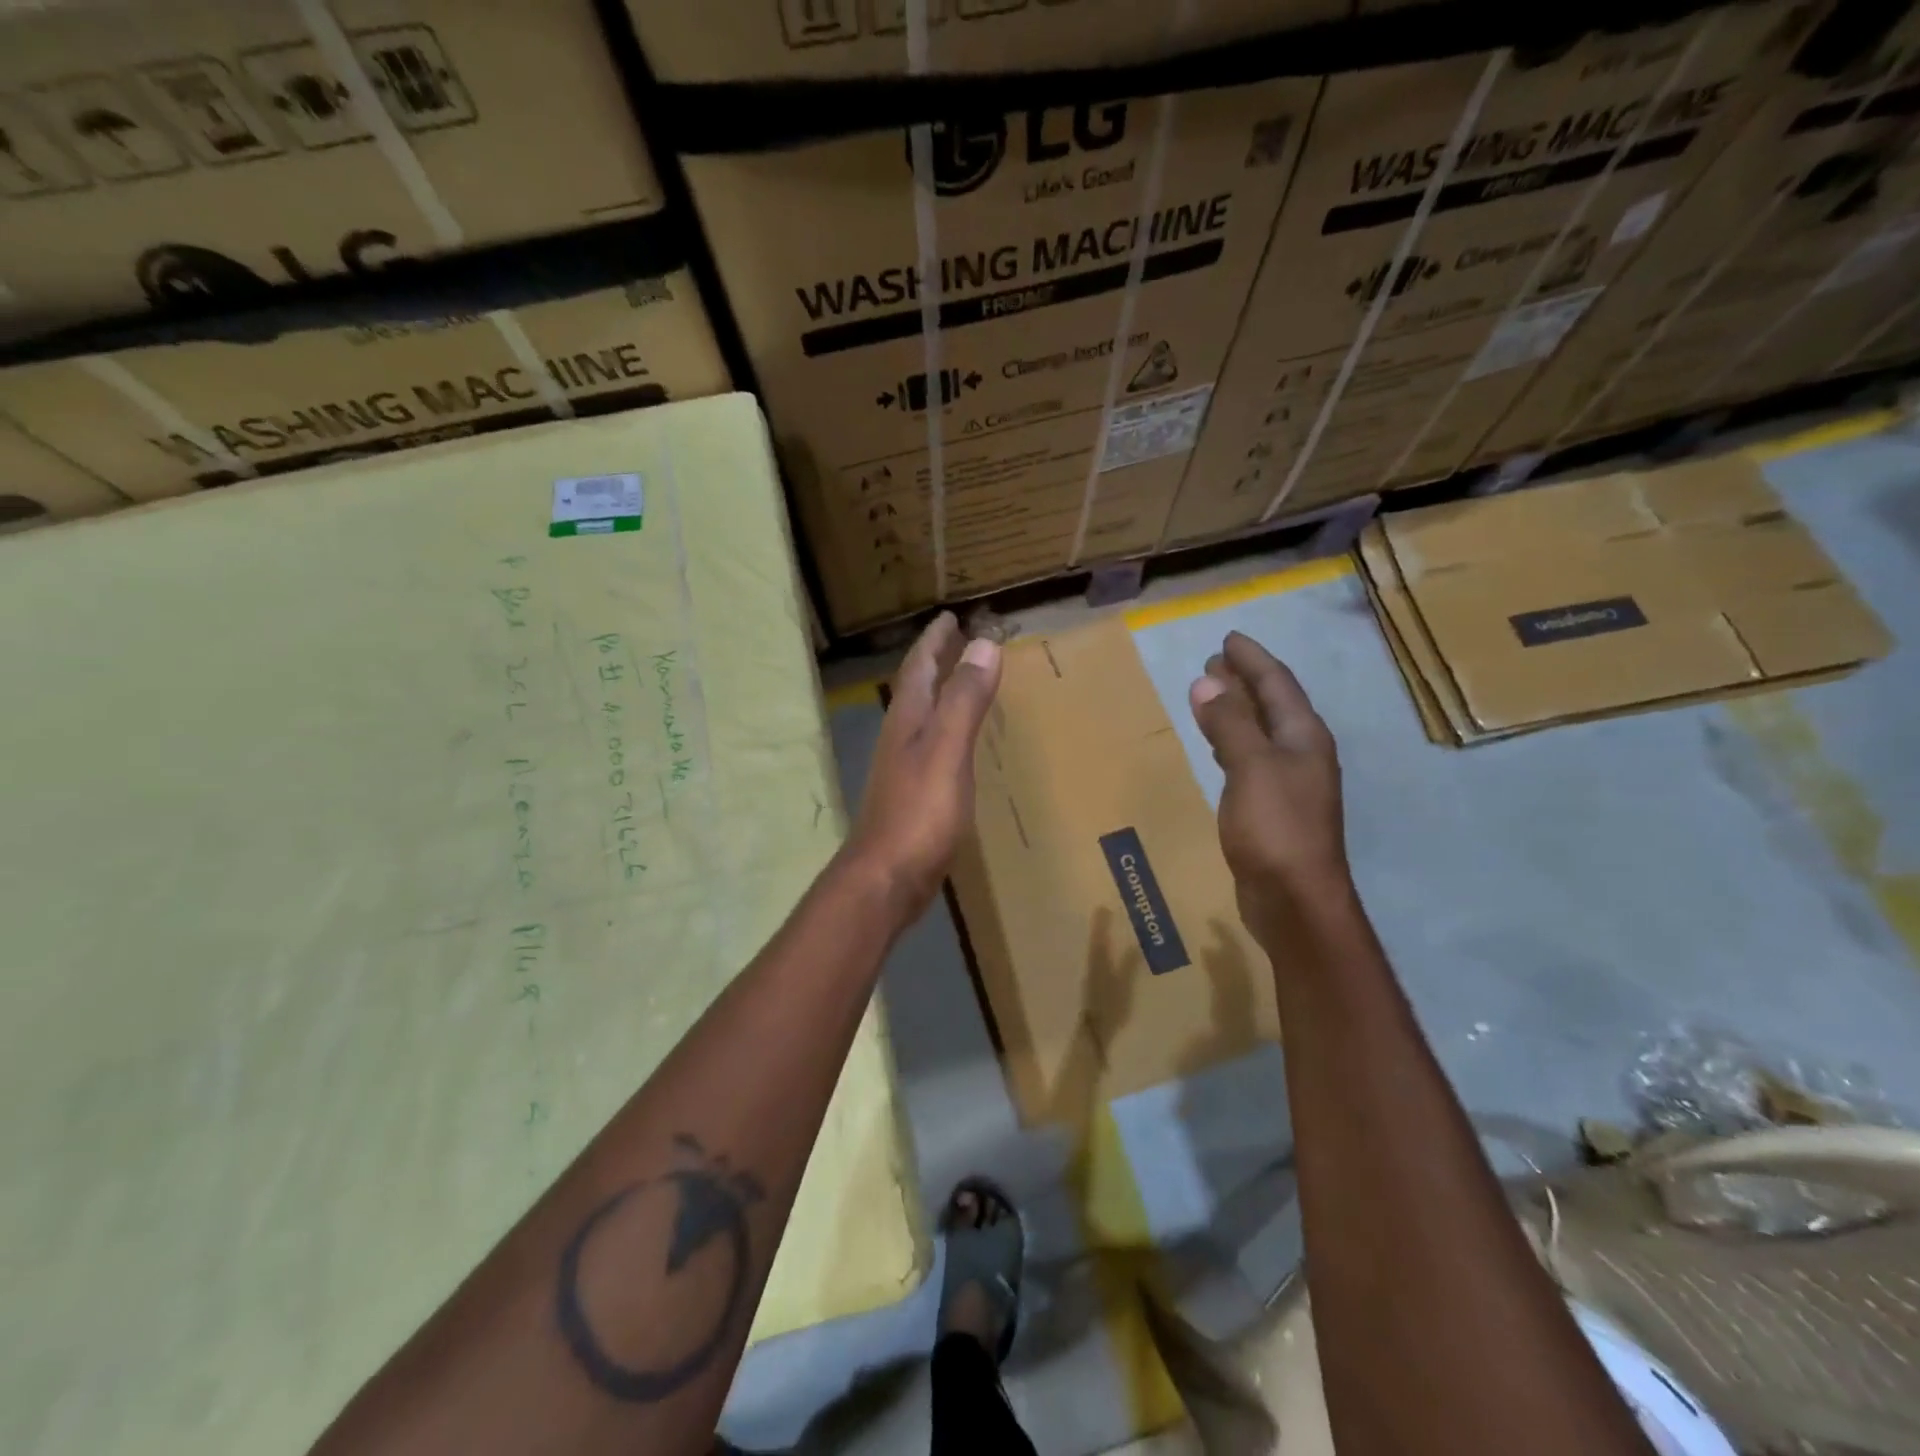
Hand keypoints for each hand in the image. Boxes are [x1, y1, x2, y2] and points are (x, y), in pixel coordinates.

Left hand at [843, 612, 1001, 922]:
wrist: (886, 877)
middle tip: (958, 640)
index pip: (920, 666)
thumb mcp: (947, 749)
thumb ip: (964, 699)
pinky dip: (946, 729)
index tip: (950, 617)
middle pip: (918, 688)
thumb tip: (983, 644)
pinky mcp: (912, 796)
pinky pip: (930, 746)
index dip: (935, 640)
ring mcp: (902, 768)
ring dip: (940, 693)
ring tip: (961, 682)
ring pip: (922, 717)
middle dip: (936, 661)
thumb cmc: (919, 812)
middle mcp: (900, 737)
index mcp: (908, 719)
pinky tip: (957, 744)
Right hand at [1189, 632, 1348, 941]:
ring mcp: (1289, 783)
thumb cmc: (1276, 827)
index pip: (1277, 684)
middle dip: (1245, 680)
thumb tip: (1206, 680)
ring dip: (1238, 709)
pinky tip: (1218, 747)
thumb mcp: (1250, 767)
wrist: (1295, 899)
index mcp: (1303, 736)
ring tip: (1212, 694)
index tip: (1228, 638)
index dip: (1252, 659)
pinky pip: (1250, 759)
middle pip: (1272, 705)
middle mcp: (1301, 753)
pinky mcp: (1272, 808)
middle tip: (1215, 660)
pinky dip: (1232, 742)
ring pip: (1261, 732)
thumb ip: (1230, 723)